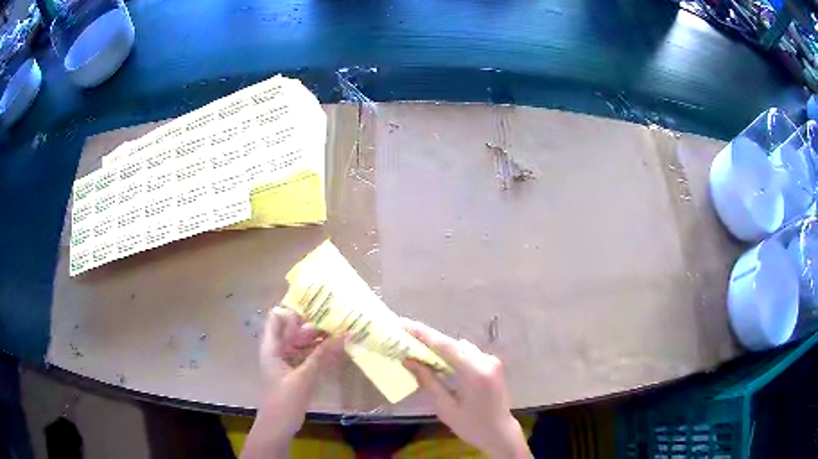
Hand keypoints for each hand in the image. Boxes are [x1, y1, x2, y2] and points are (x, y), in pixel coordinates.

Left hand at [244, 307, 342, 458]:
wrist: (278, 426)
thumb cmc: (285, 399)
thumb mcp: (304, 376)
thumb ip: (322, 354)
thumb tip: (343, 333)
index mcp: (272, 346)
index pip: (278, 317)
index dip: (295, 309)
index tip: (317, 305)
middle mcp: (278, 350)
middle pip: (293, 330)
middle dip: (314, 324)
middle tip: (337, 319)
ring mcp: (287, 362)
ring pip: (303, 344)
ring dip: (319, 339)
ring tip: (341, 332)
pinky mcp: (295, 373)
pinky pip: (308, 357)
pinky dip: (320, 353)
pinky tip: (337, 350)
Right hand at [402, 319, 529, 458]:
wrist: (501, 433)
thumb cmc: (472, 425)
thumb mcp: (445, 407)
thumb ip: (428, 381)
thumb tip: (408, 360)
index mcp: (475, 372)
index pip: (445, 346)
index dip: (422, 334)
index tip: (403, 324)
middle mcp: (486, 360)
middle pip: (452, 343)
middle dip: (428, 339)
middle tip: (405, 335)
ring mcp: (491, 361)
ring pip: (460, 347)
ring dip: (440, 346)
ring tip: (417, 347)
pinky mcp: (492, 365)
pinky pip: (467, 353)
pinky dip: (451, 354)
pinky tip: (437, 360)